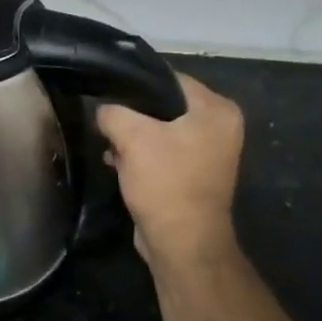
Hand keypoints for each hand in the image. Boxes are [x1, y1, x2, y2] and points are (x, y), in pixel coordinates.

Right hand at [98, 72, 243, 275]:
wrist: (182, 241)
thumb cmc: (165, 182)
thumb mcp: (132, 138)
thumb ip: (113, 113)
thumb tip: (102, 110)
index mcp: (217, 110)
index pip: (170, 79)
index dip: (136, 83)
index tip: (106, 90)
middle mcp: (219, 127)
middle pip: (164, 106)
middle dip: (131, 115)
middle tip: (104, 121)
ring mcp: (208, 153)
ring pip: (160, 131)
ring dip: (132, 139)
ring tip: (107, 145)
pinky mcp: (192, 175)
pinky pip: (162, 154)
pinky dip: (140, 156)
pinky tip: (116, 163)